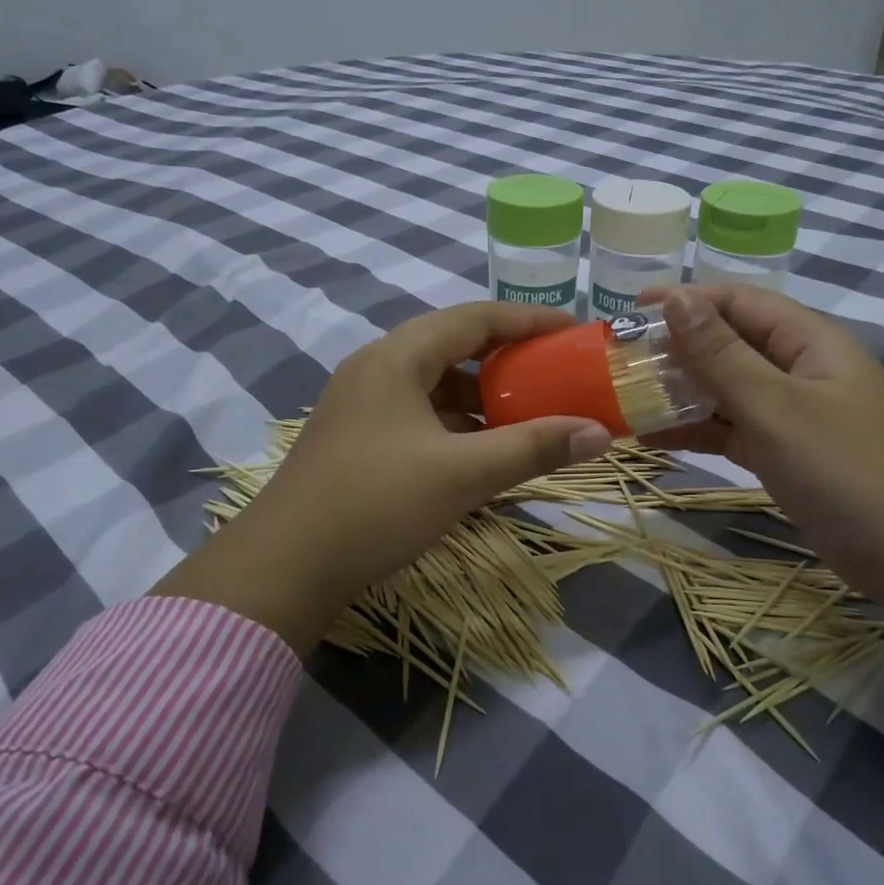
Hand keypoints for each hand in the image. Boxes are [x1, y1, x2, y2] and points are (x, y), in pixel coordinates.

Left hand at [153, 303, 611, 650]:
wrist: (284, 567)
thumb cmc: (376, 504)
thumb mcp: (463, 474)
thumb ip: (533, 448)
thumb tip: (599, 433)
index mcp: (396, 357)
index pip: (475, 317)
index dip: (528, 320)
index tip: (572, 331)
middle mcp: (376, 369)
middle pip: (454, 347)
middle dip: (508, 360)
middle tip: (554, 375)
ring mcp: (362, 405)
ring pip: (435, 385)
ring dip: (482, 397)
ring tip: (527, 416)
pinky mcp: (358, 439)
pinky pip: (419, 415)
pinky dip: (457, 425)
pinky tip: (482, 452)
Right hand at [640, 285, 883, 598]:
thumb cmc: (848, 470)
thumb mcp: (776, 407)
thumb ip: (721, 355)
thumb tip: (676, 298)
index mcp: (808, 341)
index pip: (739, 301)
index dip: (685, 300)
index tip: (629, 311)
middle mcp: (800, 369)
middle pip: (729, 343)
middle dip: (675, 348)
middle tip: (618, 360)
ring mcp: (794, 414)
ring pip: (727, 389)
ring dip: (681, 392)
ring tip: (626, 399)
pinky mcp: (787, 453)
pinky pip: (733, 429)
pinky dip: (698, 430)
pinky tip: (655, 438)